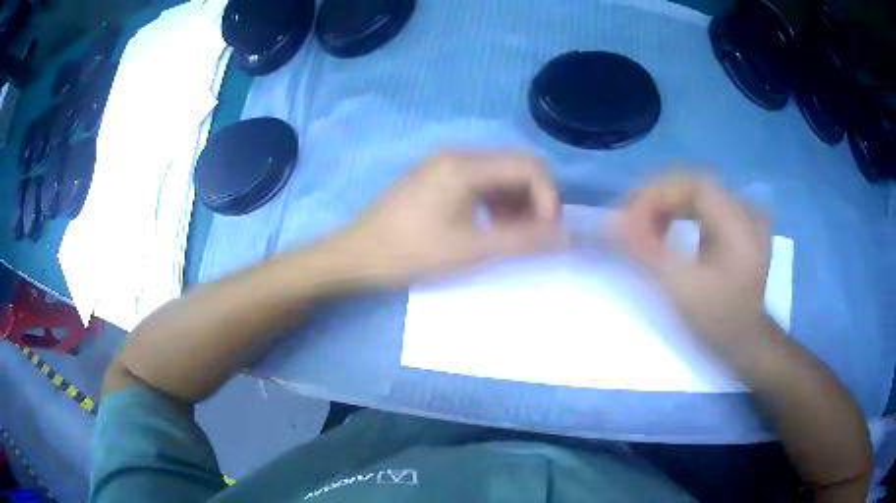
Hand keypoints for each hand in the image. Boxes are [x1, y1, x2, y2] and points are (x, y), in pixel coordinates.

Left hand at [334, 151, 563, 286]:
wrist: (356, 256)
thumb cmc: (410, 253)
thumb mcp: (471, 250)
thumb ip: (523, 241)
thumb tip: (565, 237)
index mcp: (466, 165)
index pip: (530, 166)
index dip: (549, 199)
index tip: (547, 235)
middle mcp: (458, 154)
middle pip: (517, 166)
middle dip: (536, 200)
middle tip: (533, 237)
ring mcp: (445, 164)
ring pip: (500, 174)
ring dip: (517, 202)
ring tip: (510, 235)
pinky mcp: (437, 177)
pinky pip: (480, 181)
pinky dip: (496, 202)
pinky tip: (489, 226)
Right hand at [617, 173, 770, 354]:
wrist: (746, 340)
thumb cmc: (718, 321)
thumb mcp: (682, 290)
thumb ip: (646, 253)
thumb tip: (610, 223)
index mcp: (741, 225)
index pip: (694, 185)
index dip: (657, 194)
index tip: (628, 219)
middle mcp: (746, 210)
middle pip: (693, 184)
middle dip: (657, 198)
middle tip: (628, 222)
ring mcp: (744, 214)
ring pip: (696, 192)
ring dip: (665, 204)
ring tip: (642, 228)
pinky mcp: (737, 222)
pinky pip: (702, 204)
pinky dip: (678, 212)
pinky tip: (664, 229)